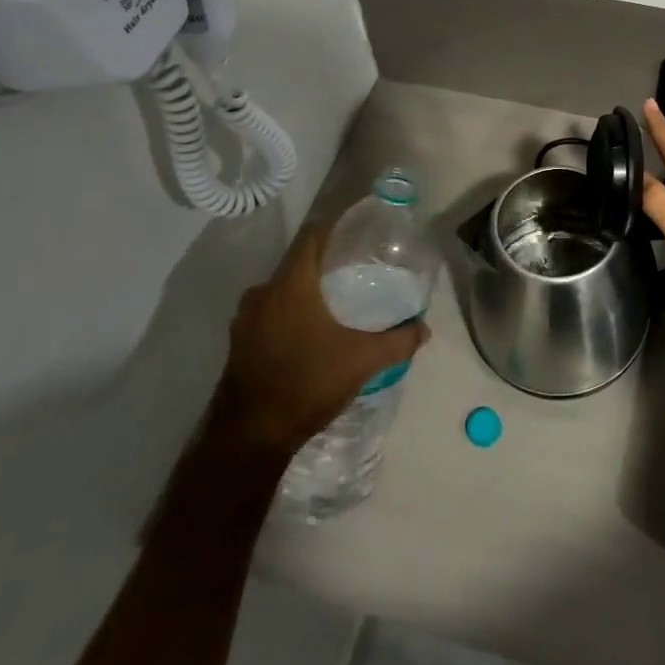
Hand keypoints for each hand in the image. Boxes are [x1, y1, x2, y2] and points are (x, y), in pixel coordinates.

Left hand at [213, 225, 430, 456]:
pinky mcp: (239, 344)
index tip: (358, 229)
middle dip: (325, 262)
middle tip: (356, 268)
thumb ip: (398, 341)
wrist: (249, 438)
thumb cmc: (307, 383)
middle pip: (297, 263)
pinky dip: (290, 313)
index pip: (312, 236)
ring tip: (337, 299)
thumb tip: (425, 328)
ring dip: (306, 290)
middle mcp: (263, 294)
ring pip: (281, 290)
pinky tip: (311, 331)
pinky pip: (269, 313)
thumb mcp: (362, 361)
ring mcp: (245, 320)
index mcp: (290, 285)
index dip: (334, 226)